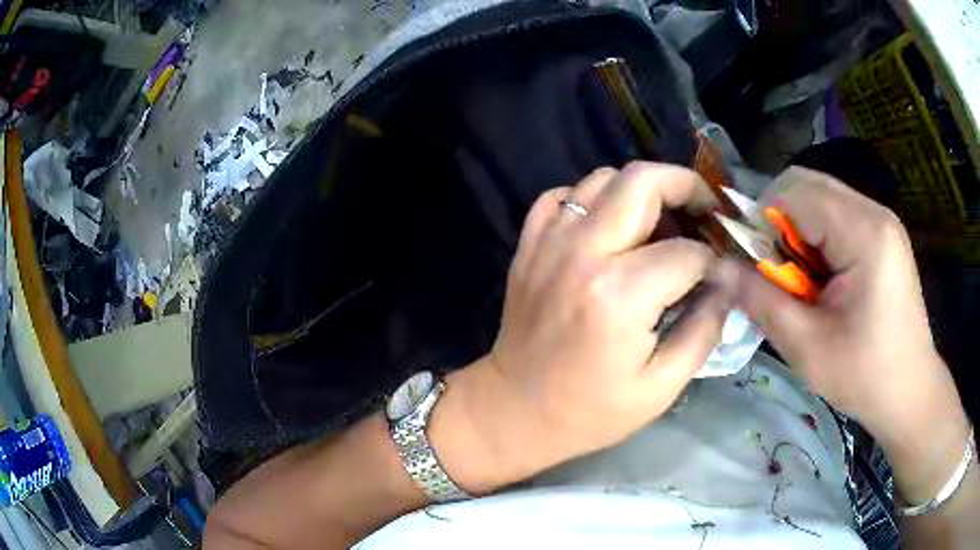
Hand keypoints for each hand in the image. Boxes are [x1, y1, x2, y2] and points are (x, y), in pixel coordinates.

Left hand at [432, 163, 731, 491]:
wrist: (515, 410)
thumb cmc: (591, 411)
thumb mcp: (662, 386)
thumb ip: (704, 328)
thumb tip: (728, 282)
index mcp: (620, 295)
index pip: (687, 252)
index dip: (714, 262)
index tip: (721, 275)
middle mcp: (583, 253)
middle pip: (643, 181)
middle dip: (685, 186)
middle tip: (704, 210)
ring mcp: (550, 242)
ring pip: (603, 178)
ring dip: (641, 190)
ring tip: (661, 222)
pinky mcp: (529, 244)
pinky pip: (563, 196)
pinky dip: (592, 199)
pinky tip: (608, 226)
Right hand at [720, 167, 969, 500]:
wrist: (909, 391)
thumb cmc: (864, 377)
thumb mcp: (807, 348)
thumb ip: (760, 300)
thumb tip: (717, 267)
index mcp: (864, 233)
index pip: (794, 191)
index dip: (761, 219)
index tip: (753, 264)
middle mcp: (874, 212)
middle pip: (807, 183)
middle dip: (778, 221)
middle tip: (775, 272)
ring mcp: (881, 220)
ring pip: (820, 196)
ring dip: (797, 229)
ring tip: (799, 279)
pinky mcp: (882, 233)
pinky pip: (837, 214)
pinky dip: (816, 236)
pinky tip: (820, 276)